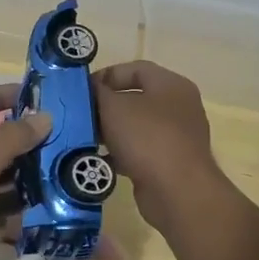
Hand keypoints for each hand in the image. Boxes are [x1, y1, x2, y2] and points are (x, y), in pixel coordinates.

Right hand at [93, 61, 228, 232]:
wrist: (177, 192)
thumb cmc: (146, 138)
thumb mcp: (113, 107)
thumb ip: (97, 92)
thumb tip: (90, 89)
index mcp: (171, 85)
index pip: (135, 68)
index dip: (106, 75)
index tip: (82, 90)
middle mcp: (178, 107)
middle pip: (135, 98)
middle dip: (105, 106)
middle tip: (80, 115)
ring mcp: (176, 136)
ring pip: (135, 126)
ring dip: (110, 131)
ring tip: (85, 138)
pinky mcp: (169, 162)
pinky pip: (139, 150)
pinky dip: (119, 153)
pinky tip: (99, 160)